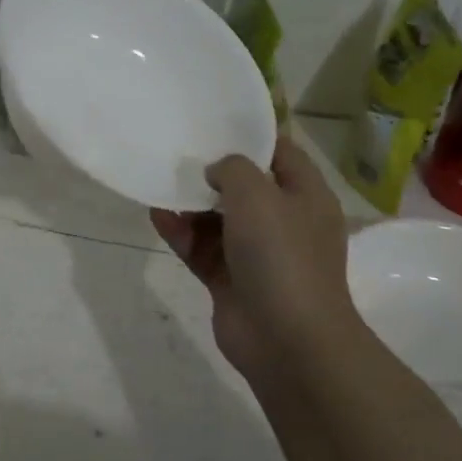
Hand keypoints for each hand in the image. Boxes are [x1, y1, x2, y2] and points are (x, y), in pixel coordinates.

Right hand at [151, 135, 361, 390]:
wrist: (287, 339)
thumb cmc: (281, 255)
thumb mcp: (258, 194)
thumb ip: (233, 168)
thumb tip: (216, 172)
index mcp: (305, 195)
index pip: (279, 152)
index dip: (249, 135)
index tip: (212, 121)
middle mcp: (283, 221)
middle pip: (243, 186)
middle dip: (210, 171)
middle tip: (176, 151)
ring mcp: (256, 253)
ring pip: (217, 218)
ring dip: (190, 203)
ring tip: (158, 183)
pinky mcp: (230, 279)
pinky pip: (201, 247)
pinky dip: (180, 232)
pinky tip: (156, 215)